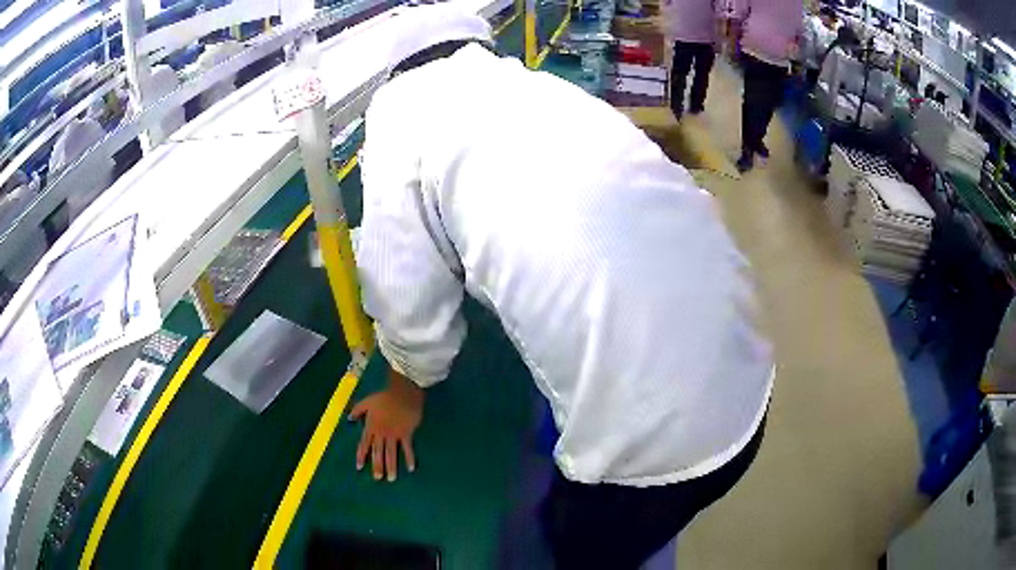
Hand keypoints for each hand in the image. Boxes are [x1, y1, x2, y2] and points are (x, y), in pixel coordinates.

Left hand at [348, 370, 423, 481]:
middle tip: (377, 478)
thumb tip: (349, 419)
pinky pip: (407, 449)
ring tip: (391, 478)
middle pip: (378, 452)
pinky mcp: (406, 434)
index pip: (364, 444)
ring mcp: (394, 435)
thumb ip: (357, 410)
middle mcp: (382, 433)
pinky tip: (411, 468)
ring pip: (391, 453)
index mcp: (371, 426)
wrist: (403, 393)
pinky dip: (409, 458)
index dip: (361, 456)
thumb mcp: (367, 401)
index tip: (359, 468)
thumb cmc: (384, 397)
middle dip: (377, 466)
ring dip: (391, 466)